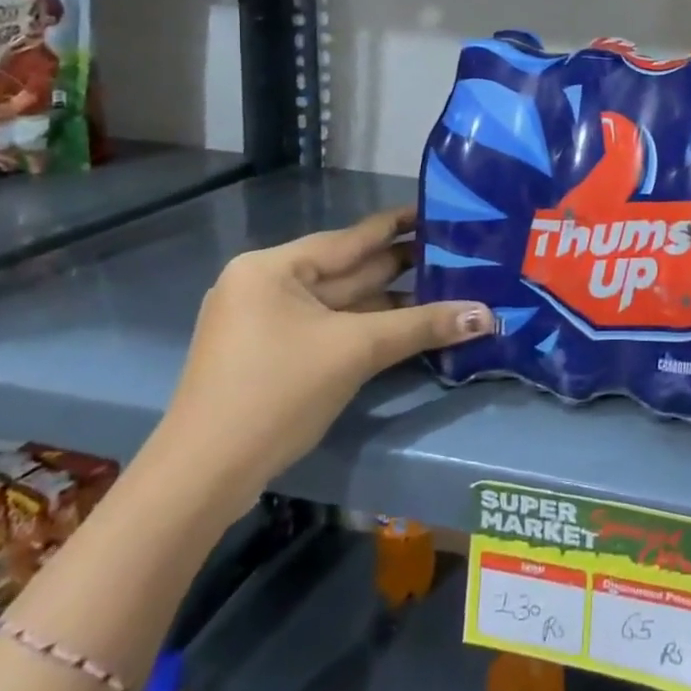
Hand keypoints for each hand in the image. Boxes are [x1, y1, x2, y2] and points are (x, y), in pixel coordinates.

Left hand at [151, 207, 494, 518]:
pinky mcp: (271, 355)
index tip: (442, 212)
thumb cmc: (276, 392)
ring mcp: (266, 322)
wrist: (202, 478)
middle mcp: (267, 285)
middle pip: (349, 269)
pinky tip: (408, 324)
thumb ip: (422, 325)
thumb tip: (488, 315)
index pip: (352, 237)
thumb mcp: (355, 351)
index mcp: (275, 267)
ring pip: (342, 303)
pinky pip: (331, 327)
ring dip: (390, 300)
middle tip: (459, 253)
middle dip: (403, 266)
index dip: (400, 225)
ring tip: (447, 285)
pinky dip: (368, 326)